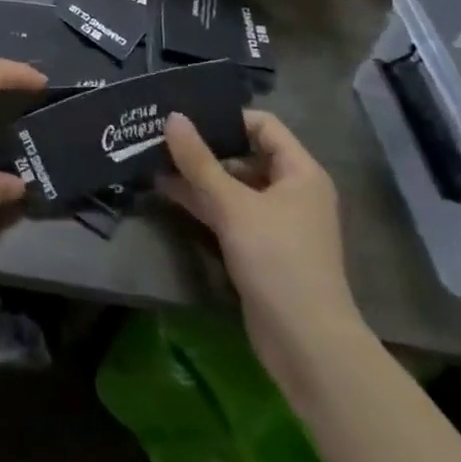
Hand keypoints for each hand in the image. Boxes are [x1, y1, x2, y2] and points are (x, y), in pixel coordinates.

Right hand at [161, 111, 359, 357]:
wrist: (306, 344)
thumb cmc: (278, 261)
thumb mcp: (234, 206)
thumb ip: (200, 161)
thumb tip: (172, 118)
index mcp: (300, 172)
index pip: (263, 125)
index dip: (227, 118)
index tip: (187, 117)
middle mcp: (291, 191)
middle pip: (245, 154)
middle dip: (204, 147)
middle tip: (162, 135)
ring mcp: (275, 221)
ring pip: (232, 185)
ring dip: (198, 174)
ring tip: (154, 158)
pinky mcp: (259, 247)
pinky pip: (229, 212)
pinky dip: (202, 201)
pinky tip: (166, 191)